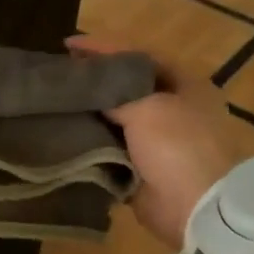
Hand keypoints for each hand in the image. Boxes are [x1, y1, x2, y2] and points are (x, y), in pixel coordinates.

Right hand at [67, 35, 240, 249]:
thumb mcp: (145, 107)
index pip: (137, 55)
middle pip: (126, 86)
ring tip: (54, 103)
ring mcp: (159, 140)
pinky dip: (91, 143)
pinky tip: (64, 134)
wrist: (198, 208)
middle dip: (94, 81)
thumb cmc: (178, 146)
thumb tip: (87, 88)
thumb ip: (113, 92)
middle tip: (58, 75)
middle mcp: (173, 107)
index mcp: (184, 84)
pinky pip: (111, 149)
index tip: (67, 45)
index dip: (103, 48)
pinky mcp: (143, 168)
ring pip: (116, 118)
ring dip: (90, 113)